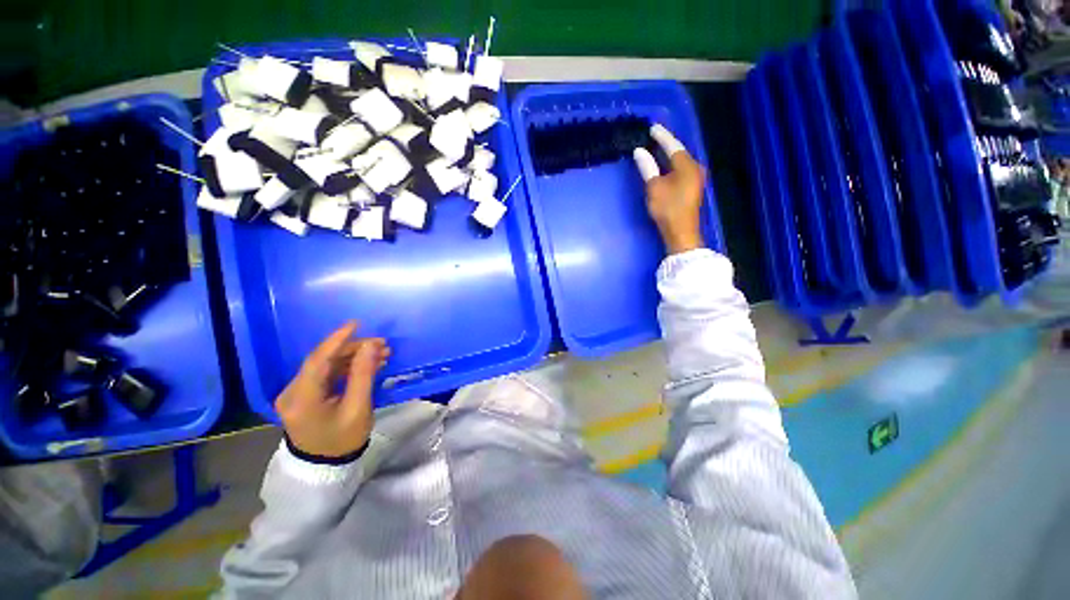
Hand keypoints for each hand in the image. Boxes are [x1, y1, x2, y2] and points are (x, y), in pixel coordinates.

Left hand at [275, 322, 390, 458]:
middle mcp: (292, 392)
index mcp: (301, 399)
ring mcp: (295, 394)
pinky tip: (367, 364)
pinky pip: (326, 375)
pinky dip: (347, 368)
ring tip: (381, 354)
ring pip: (326, 366)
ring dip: (353, 358)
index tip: (357, 324)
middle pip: (323, 361)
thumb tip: (371, 345)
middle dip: (354, 349)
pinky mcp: (303, 396)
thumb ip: (363, 374)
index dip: (337, 340)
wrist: (325, 467)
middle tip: (382, 345)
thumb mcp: (358, 407)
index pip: (318, 360)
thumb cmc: (343, 439)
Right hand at [633, 124, 706, 254]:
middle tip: (654, 136)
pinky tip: (665, 165)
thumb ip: (647, 167)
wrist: (681, 232)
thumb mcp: (654, 187)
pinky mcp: (692, 187)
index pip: (673, 146)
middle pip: (679, 151)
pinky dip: (672, 164)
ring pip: (681, 161)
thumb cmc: (667, 208)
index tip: (652, 127)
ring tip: (657, 147)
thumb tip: (639, 151)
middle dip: (667, 143)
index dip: (662, 136)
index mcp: (687, 165)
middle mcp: (695, 168)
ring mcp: (696, 178)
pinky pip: (681, 169)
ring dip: (669, 154)